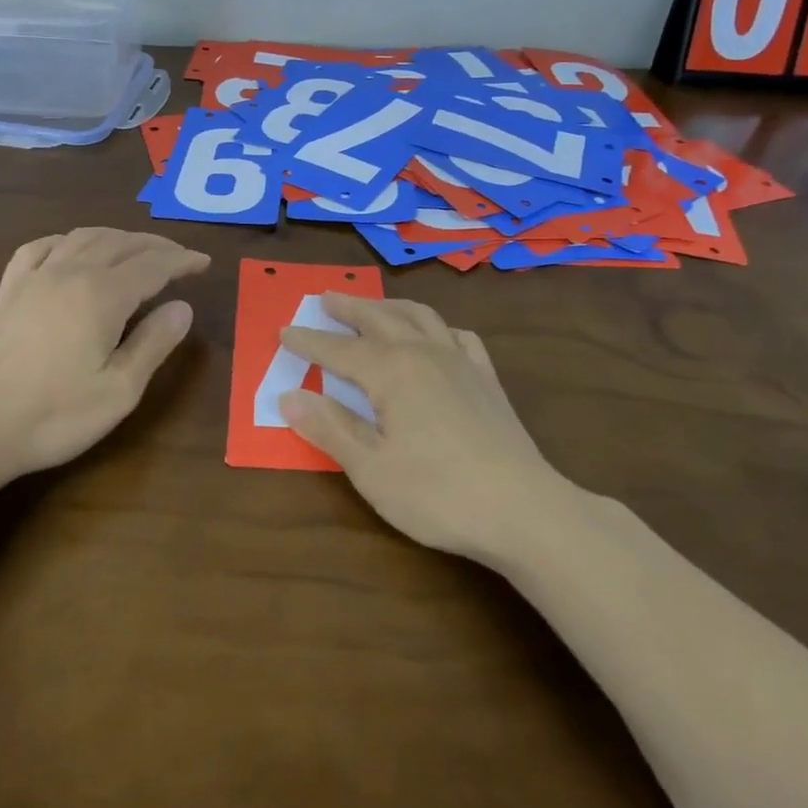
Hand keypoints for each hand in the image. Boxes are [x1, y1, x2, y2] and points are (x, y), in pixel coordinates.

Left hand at [0, 228, 209, 488]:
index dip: (182, 261)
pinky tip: (72, 249)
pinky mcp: (8, 289)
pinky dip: (69, 240)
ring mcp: (34, 277)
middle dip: (155, 245)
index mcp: (102, 295)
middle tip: (179, 257)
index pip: (153, 265)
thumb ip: (153, 344)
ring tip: (137, 249)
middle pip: (121, 243)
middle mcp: (70, 272)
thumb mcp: (118, 391)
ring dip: (118, 237)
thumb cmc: (53, 417)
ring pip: (84, 237)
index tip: (204, 262)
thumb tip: (183, 307)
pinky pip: (42, 246)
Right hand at [278, 294, 557, 559]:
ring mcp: (461, 362)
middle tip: (325, 298)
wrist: (524, 509)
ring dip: (390, 306)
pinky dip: (439, 327)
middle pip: (380, 319)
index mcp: (391, 372)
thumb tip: (288, 395)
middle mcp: (424, 353)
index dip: (309, 342)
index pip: (339, 350)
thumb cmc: (438, 494)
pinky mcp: (487, 379)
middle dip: (349, 308)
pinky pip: (459, 336)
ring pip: (420, 317)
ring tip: (375, 305)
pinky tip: (438, 336)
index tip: (284, 332)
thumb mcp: (371, 469)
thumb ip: (329, 428)